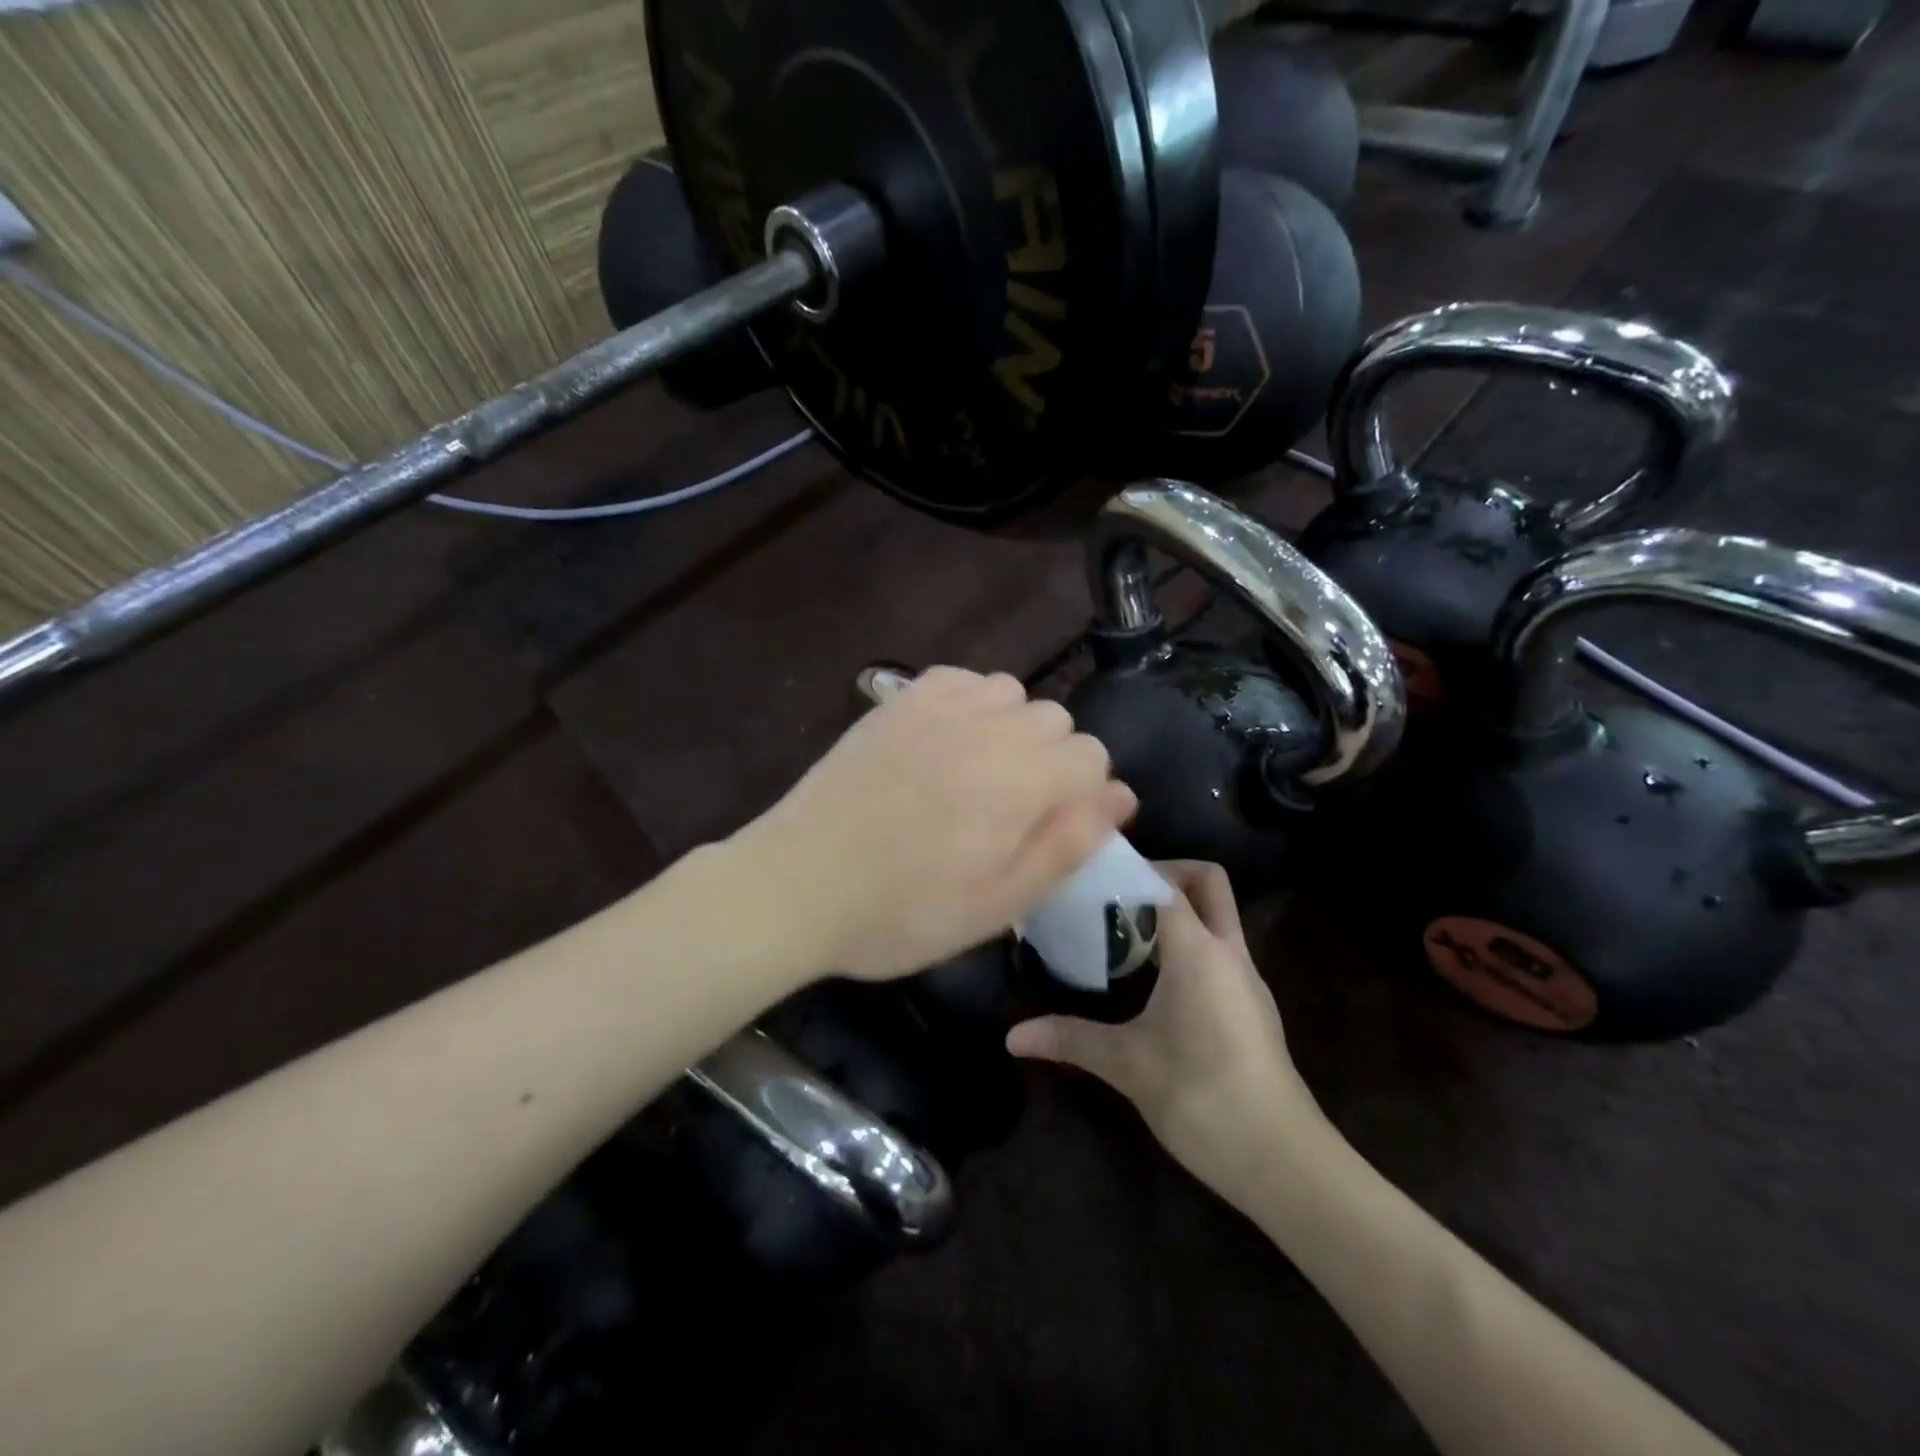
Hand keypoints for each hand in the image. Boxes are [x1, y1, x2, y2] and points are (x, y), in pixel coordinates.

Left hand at [731, 667, 1135, 981]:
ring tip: (975, 776)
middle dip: (1049, 763)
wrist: (798, 885)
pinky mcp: (897, 700)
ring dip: (1010, 730)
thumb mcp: (997, 904)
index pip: (1092, 756)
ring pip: (1011, 693)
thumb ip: (1068, 845)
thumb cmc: (902, 912)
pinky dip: (969, 704)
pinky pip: (961, 679)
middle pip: (1056, 720)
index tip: (1043, 831)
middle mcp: (986, 727)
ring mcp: (936, 706)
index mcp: (1019, 781)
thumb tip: (1123, 794)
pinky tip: (945, 743)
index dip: (1079, 797)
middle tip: (1006, 813)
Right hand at [1006, 862, 1329, 1204]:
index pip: (1164, 883)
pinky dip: (1188, 943)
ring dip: (1176, 911)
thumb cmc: (1201, 1097)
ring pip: (1217, 916)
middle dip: (1166, 872)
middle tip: (1118, 893)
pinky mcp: (1252, 1006)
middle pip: (1207, 882)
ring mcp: (1246, 979)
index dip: (1128, 869)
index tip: (1089, 874)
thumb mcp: (1127, 1064)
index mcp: (1198, 951)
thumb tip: (1012, 1036)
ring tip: (1124, 932)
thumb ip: (1070, 1038)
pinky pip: (1220, 950)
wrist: (1282, 1161)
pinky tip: (1154, 979)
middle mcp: (1228, 952)